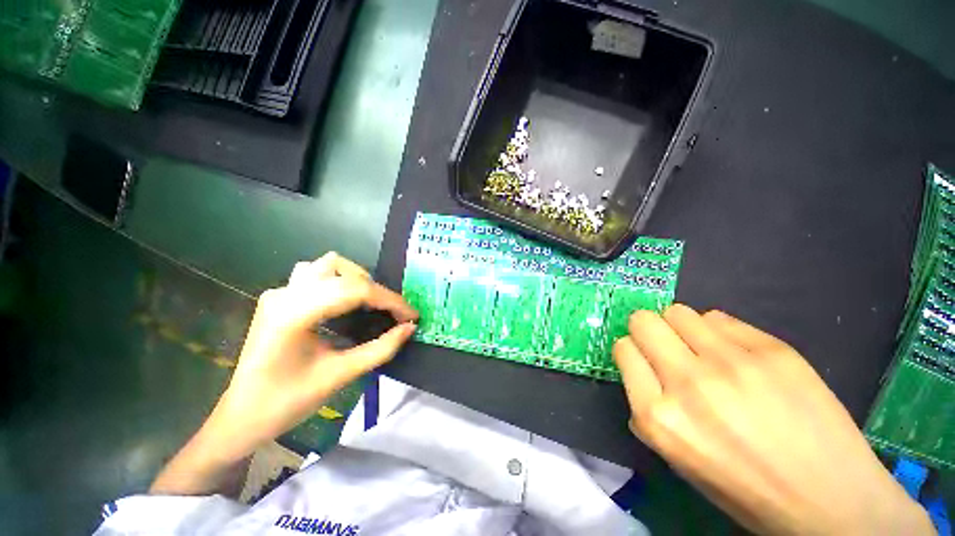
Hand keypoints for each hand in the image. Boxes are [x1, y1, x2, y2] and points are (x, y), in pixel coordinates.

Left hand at [151, 253, 416, 494]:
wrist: (246, 412)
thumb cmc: (288, 402)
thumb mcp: (335, 377)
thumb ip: (375, 351)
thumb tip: (407, 330)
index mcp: (294, 312)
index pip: (350, 290)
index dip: (387, 300)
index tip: (412, 316)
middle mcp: (283, 292)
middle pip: (335, 267)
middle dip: (368, 286)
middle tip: (389, 315)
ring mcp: (276, 294)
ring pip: (320, 268)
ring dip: (348, 281)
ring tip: (367, 309)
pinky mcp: (274, 301)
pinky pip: (309, 282)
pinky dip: (332, 289)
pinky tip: (342, 313)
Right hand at [613, 305, 931, 535]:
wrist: (816, 483)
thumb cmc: (747, 492)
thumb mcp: (689, 471)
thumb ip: (665, 427)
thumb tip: (656, 397)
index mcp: (662, 423)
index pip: (626, 355)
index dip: (632, 354)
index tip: (641, 359)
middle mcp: (689, 382)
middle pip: (649, 322)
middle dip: (650, 331)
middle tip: (667, 348)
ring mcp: (733, 357)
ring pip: (686, 312)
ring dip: (685, 328)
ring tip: (703, 351)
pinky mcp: (769, 344)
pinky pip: (725, 319)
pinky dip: (719, 331)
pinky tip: (735, 353)